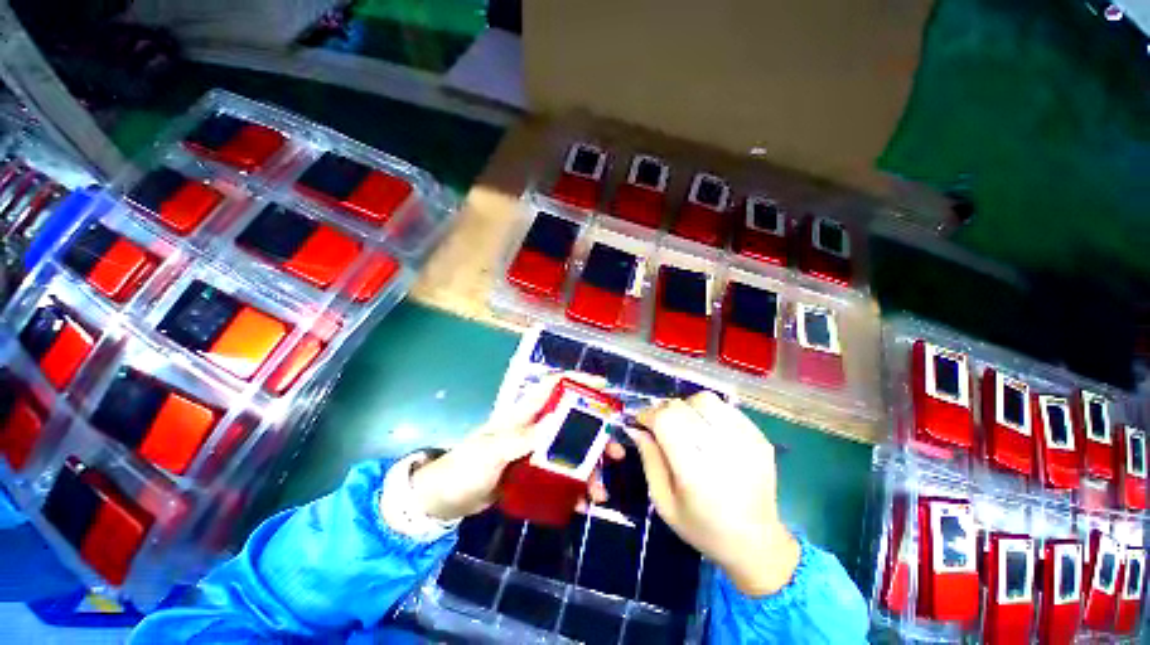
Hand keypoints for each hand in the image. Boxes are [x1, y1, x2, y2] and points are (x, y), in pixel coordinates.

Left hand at [409, 373, 622, 521]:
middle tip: (615, 452)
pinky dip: (573, 488)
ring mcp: (534, 452)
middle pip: (572, 422)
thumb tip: (561, 419)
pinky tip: (581, 504)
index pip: (554, 386)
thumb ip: (525, 437)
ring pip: (570, 452)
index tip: (603, 387)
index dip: (578, 381)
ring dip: (589, 468)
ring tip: (600, 491)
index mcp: (524, 414)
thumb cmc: (465, 468)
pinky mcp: (533, 473)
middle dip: (596, 434)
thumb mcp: (494, 452)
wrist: (444, 500)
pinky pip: (560, 476)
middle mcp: (533, 428)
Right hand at [629, 392, 799, 596]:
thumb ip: (649, 459)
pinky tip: (707, 430)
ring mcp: (745, 442)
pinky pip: (726, 408)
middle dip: (664, 410)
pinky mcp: (759, 438)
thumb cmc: (702, 527)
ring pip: (706, 400)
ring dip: (688, 407)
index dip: (648, 414)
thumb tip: (636, 428)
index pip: (665, 420)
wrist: (756, 543)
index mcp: (694, 472)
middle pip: (682, 406)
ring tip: (685, 424)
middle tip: (660, 424)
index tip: (641, 422)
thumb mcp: (663, 502)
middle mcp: (721, 451)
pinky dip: (709, 412)